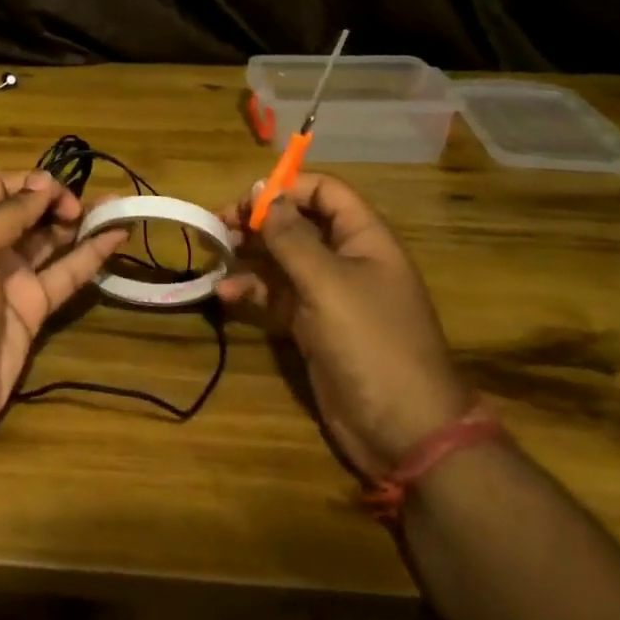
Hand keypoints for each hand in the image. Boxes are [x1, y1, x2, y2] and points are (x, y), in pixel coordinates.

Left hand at [0, 171, 127, 459]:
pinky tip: (116, 236)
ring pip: (50, 240)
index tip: (56, 189)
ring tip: (114, 206)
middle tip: (80, 207)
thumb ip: (6, 216)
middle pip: (26, 211)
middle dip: (56, 200)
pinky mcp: (33, 309)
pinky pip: (65, 274)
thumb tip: (43, 185)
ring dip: (78, 222)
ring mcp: (11, 279)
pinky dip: (91, 255)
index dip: (27, 182)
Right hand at [217, 173, 469, 479]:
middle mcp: (346, 258)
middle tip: (220, 222)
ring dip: (249, 253)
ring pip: (282, 258)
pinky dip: (252, 291)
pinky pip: (277, 295)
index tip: (247, 199)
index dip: (287, 187)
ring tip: (215, 252)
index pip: (324, 191)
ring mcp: (329, 294)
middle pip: (298, 222)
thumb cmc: (370, 342)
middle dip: (259, 220)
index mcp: (364, 238)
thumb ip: (291, 236)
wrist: (403, 431)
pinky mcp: (312, 325)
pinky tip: (224, 294)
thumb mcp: (327, 283)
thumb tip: (262, 189)